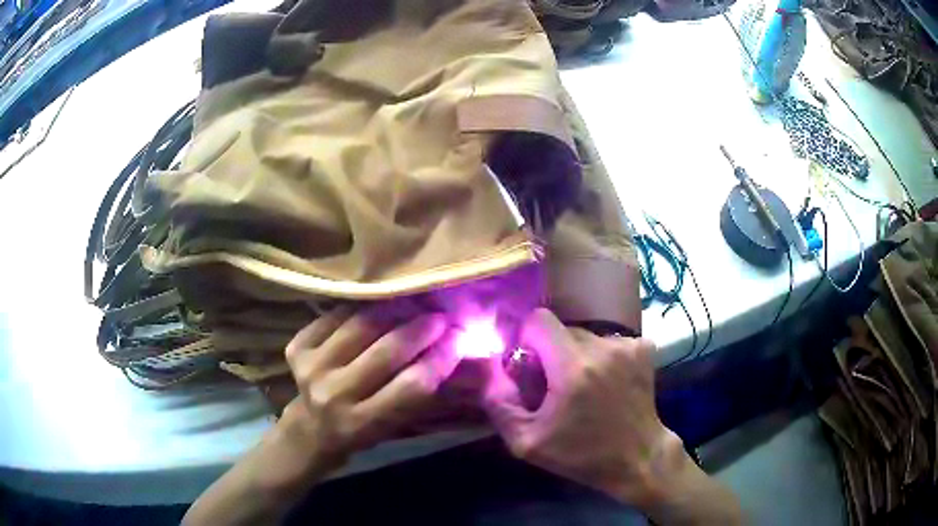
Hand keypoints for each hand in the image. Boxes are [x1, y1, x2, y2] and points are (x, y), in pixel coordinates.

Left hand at [184, 309, 460, 525]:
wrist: (309, 429)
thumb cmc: (360, 432)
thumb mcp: (392, 426)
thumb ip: (418, 394)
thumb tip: (453, 349)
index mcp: (362, 423)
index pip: (411, 386)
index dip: (440, 359)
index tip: (460, 338)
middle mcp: (333, 396)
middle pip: (385, 352)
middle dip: (421, 328)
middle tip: (441, 315)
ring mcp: (310, 369)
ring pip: (360, 327)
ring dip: (393, 311)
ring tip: (413, 303)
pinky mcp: (296, 349)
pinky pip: (334, 317)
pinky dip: (359, 308)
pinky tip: (377, 305)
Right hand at [483, 308, 678, 506]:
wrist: (638, 458)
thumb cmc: (581, 455)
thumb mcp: (527, 442)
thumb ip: (499, 402)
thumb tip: (489, 366)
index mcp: (572, 368)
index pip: (538, 320)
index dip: (527, 340)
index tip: (529, 367)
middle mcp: (603, 347)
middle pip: (562, 330)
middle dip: (550, 352)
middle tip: (555, 386)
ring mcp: (627, 346)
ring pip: (585, 335)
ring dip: (575, 355)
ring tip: (583, 388)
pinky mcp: (643, 349)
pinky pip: (608, 341)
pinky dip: (601, 357)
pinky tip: (606, 383)